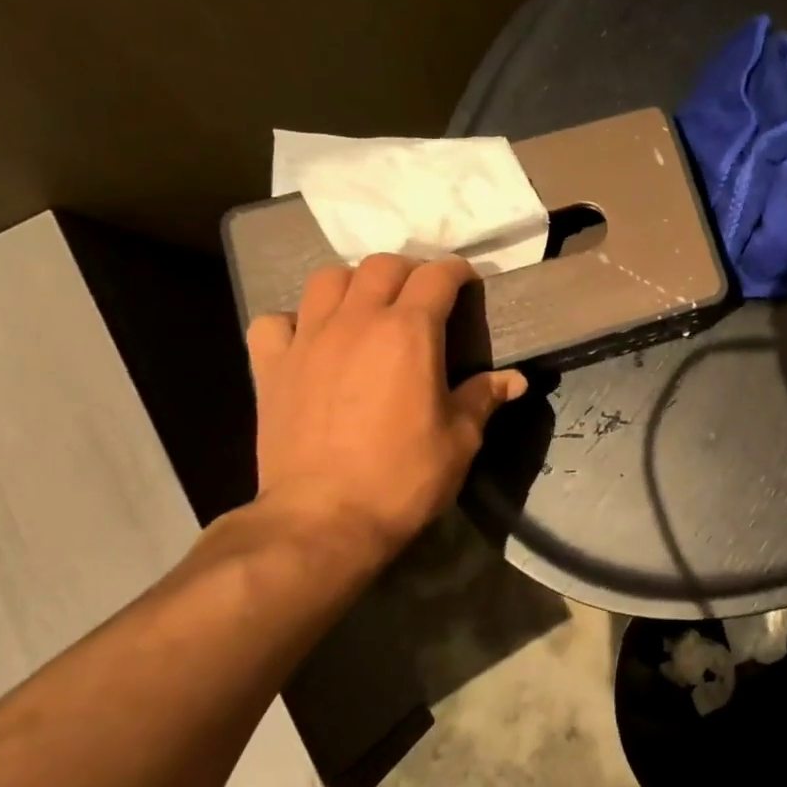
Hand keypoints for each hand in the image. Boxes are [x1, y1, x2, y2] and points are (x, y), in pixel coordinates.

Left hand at [245, 255, 526, 567]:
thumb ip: (484, 397)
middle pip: (380, 266)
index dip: (457, 272)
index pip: (436, 276)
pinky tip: (310, 341)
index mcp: (408, 332)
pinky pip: (275, 322)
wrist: (323, 520)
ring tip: (367, 308)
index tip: (468, 283)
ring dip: (353, 284)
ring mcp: (307, 341)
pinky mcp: (270, 368)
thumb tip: (515, 380)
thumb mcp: (460, 439)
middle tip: (422, 296)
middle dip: (408, 271)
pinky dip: (294, 322)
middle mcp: (356, 322)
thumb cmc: (403, 477)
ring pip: (326, 280)